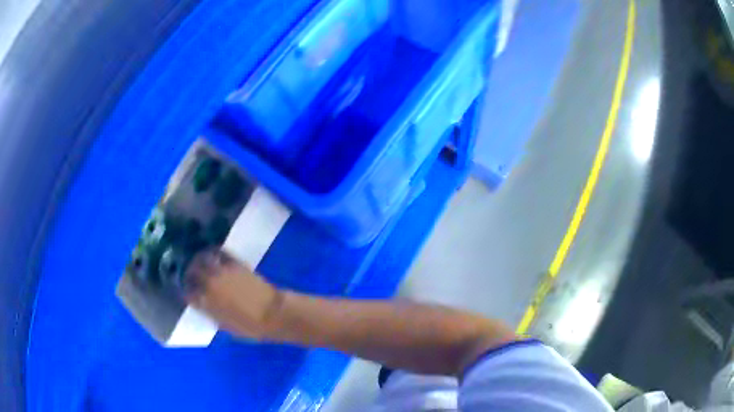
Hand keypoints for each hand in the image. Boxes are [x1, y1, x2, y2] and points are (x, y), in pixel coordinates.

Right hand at [183, 249, 283, 339]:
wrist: (272, 314)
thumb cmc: (251, 327)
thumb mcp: (225, 326)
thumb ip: (212, 313)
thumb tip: (204, 305)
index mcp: (206, 304)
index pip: (188, 294)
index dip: (187, 291)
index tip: (187, 290)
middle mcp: (210, 285)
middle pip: (191, 273)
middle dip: (188, 273)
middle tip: (189, 272)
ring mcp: (221, 272)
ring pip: (201, 260)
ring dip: (197, 259)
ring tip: (197, 259)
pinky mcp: (234, 264)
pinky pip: (219, 253)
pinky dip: (214, 252)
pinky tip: (213, 253)